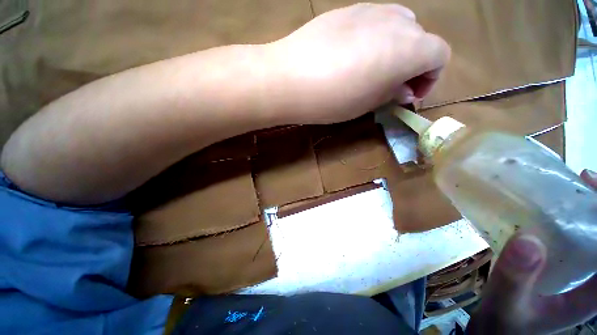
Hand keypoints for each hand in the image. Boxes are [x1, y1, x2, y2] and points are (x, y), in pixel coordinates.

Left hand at [264, 3, 449, 123]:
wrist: (289, 79)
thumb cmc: (332, 100)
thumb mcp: (367, 105)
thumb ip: (391, 93)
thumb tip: (403, 88)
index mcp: (408, 48)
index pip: (440, 55)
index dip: (431, 78)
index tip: (409, 95)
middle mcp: (395, 21)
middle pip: (421, 38)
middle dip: (413, 64)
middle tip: (391, 86)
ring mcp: (369, 10)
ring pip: (399, 25)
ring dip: (395, 49)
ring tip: (373, 71)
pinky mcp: (346, 10)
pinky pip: (373, 22)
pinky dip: (374, 39)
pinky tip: (353, 57)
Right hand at [467, 169, 596, 333]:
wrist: (494, 331)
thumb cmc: (503, 324)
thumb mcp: (507, 304)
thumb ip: (517, 278)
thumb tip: (529, 240)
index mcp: (592, 293)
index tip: (594, 187)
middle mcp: (590, 278)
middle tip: (583, 180)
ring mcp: (573, 272)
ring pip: (591, 235)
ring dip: (586, 209)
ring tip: (569, 188)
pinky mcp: (556, 267)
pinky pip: (569, 238)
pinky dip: (565, 220)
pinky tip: (546, 210)